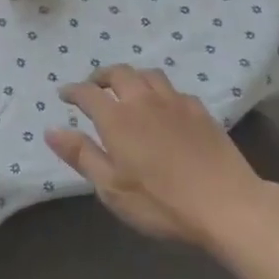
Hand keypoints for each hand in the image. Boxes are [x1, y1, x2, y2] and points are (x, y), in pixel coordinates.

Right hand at [48, 66, 265, 247]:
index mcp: (117, 118)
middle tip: (94, 87)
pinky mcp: (200, 111)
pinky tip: (164, 107)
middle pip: (118, 73)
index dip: (73, 91)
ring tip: (127, 90)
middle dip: (101, 76)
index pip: (87, 93)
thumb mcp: (112, 188)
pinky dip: (160, 92)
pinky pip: (174, 90)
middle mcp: (143, 100)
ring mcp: (175, 102)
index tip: (64, 95)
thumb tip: (51, 129)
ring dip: (132, 78)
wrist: (228, 205)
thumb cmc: (162, 202)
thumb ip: (81, 155)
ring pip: (148, 74)